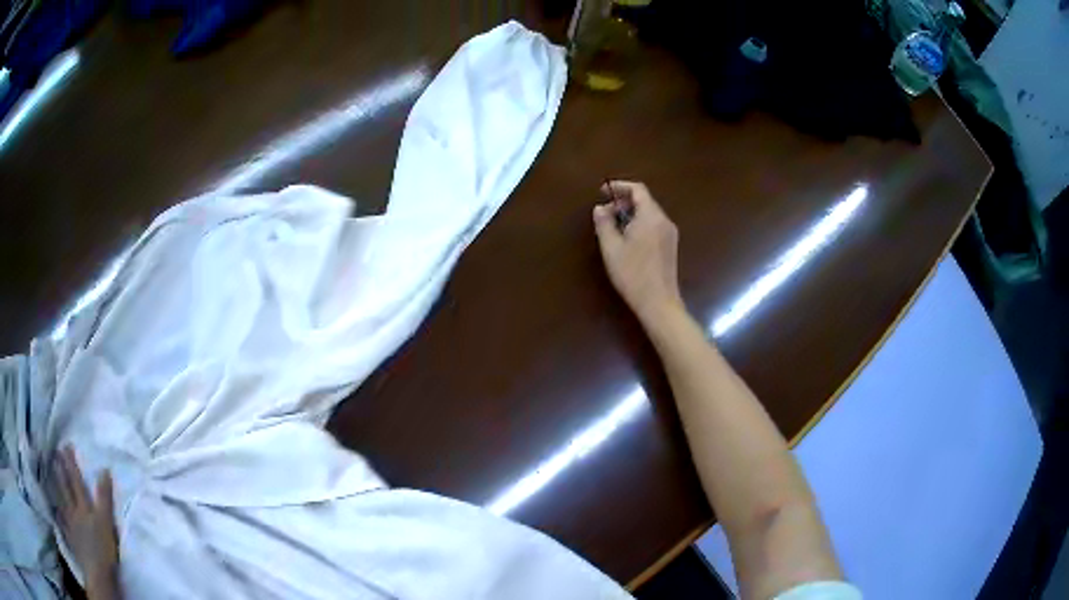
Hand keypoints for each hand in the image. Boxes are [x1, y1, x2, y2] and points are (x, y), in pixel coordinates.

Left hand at [55, 446, 119, 598]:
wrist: (98, 574)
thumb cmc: (104, 549)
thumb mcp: (108, 524)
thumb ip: (105, 499)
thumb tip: (104, 469)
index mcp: (84, 508)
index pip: (77, 481)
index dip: (71, 464)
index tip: (66, 446)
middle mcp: (74, 512)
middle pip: (66, 489)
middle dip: (61, 471)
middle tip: (55, 454)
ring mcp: (71, 526)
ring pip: (62, 503)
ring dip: (57, 489)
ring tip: (52, 476)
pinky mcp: (72, 539)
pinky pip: (63, 525)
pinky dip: (60, 517)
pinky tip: (57, 514)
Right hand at [593, 181, 683, 324]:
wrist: (659, 303)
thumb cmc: (633, 274)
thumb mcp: (611, 248)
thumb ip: (604, 224)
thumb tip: (600, 208)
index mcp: (651, 217)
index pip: (637, 190)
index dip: (619, 186)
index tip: (602, 191)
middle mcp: (664, 221)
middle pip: (644, 201)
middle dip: (623, 202)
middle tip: (604, 212)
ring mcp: (670, 234)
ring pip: (649, 213)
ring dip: (631, 214)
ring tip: (612, 226)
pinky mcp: (670, 246)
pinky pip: (653, 225)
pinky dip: (639, 223)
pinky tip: (627, 239)